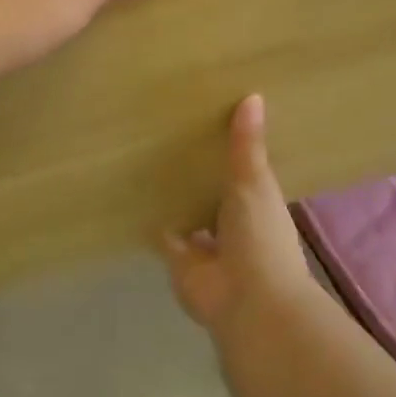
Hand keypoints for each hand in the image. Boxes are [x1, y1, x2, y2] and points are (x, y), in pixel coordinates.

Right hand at [163, 95, 316, 332]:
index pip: (245, 173)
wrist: (248, 301)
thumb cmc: (260, 236)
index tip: (213, 124)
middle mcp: (234, 225)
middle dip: (201, 176)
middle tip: (174, 137)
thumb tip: (254, 95)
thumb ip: (247, 145)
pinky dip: (153, 221)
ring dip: (178, 199)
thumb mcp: (255, 182)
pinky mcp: (180, 261)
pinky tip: (135, 195)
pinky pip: (163, 236)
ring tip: (151, 161)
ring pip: (191, 216)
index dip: (233, 154)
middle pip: (214, 195)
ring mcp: (207, 246)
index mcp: (258, 204)